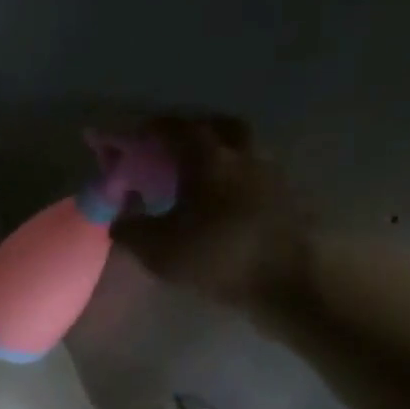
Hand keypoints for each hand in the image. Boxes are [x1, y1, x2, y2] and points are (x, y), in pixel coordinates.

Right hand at [111, 114, 309, 311]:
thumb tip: (118, 220)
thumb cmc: (218, 258)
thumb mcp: (158, 251)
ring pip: (241, 150)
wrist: (291, 281)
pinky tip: (223, 203)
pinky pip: (255, 176)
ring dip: (219, 155)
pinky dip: (236, 180)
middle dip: (193, 131)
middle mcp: (243, 155)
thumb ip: (131, 230)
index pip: (176, 128)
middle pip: (219, 127)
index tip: (135, 137)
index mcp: (209, 159)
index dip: (151, 129)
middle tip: (173, 149)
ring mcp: (272, 174)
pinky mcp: (289, 198)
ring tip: (198, 179)